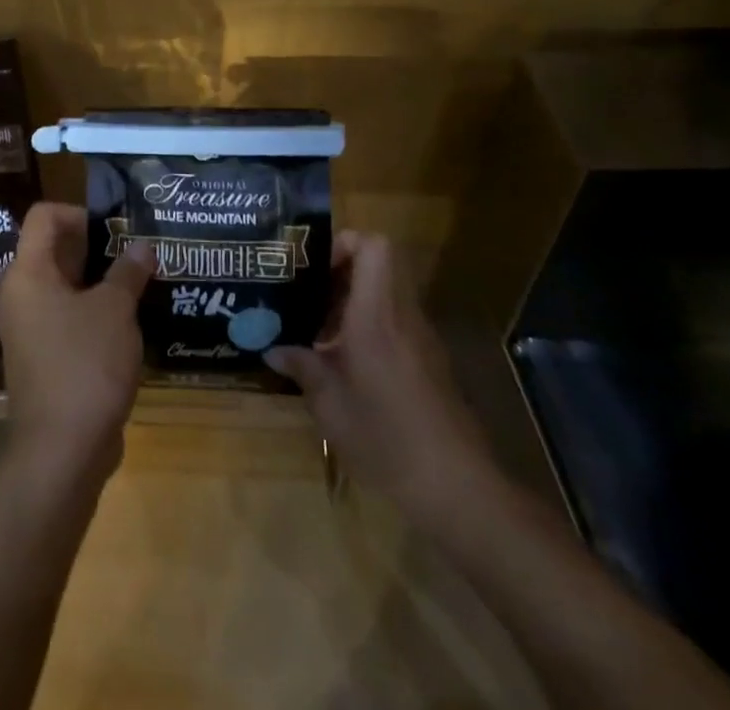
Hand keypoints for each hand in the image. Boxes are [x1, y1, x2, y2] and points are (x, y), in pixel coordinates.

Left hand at [0, 202, 154, 483]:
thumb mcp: (114, 310)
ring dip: (99, 282)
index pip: (44, 217)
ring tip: (139, 282)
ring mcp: (29, 329)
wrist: (61, 451)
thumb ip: (127, 272)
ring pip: (64, 287)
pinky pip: (67, 319)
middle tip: (136, 252)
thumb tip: (141, 247)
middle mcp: (20, 295)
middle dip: (96, 247)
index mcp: (27, 273)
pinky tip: (129, 322)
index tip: (115, 228)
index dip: (79, 212)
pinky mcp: (43, 358)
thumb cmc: (84, 364)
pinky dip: (93, 313)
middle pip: (54, 250)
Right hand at [265, 231, 496, 514]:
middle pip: (378, 266)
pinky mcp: (430, 364)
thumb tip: (272, 349)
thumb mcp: (329, 404)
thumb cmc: (386, 436)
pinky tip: (346, 365)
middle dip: (339, 273)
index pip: (373, 245)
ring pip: (385, 295)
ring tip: (317, 332)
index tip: (313, 266)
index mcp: (376, 313)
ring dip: (352, 304)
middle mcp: (401, 315)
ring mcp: (421, 339)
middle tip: (305, 296)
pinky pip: (395, 325)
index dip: (344, 242)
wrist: (457, 488)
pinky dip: (369, 330)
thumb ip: (301, 367)